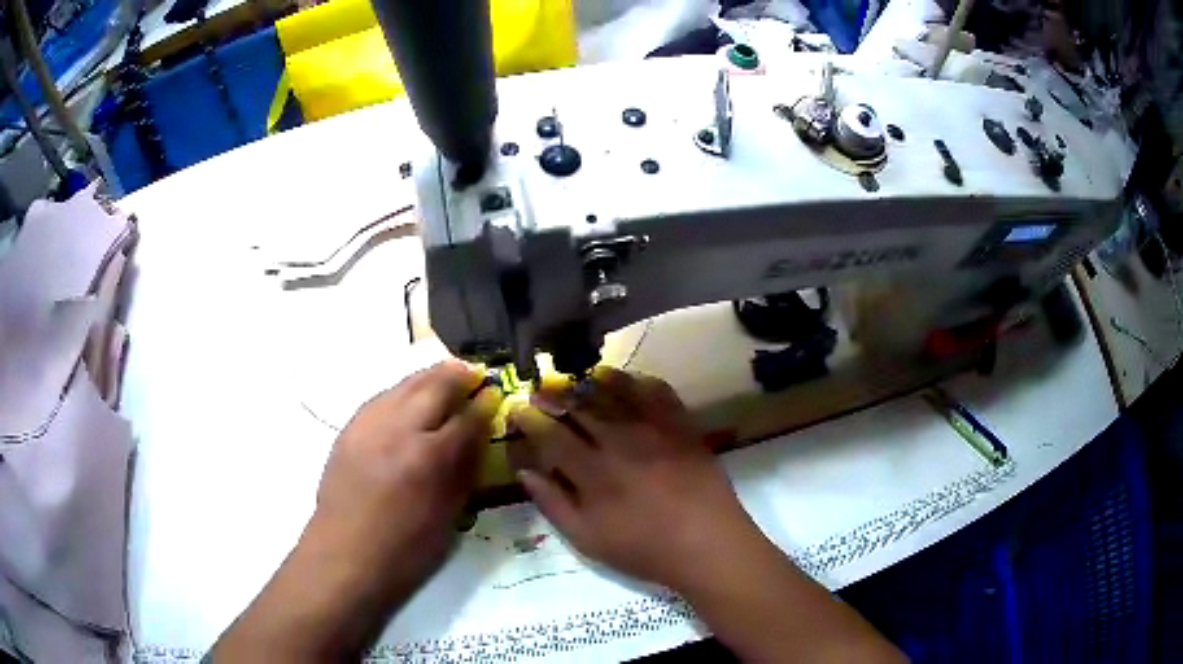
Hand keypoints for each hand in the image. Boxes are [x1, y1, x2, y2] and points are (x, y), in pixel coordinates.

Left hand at [311, 361, 501, 589]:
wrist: (346, 555)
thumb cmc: (406, 550)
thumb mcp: (449, 515)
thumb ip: (465, 469)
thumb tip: (480, 436)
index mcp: (428, 458)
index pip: (466, 418)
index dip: (484, 404)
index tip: (495, 394)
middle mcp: (398, 430)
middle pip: (434, 386)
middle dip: (459, 376)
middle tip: (475, 375)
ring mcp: (369, 425)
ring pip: (405, 384)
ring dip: (430, 378)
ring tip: (447, 377)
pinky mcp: (349, 428)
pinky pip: (383, 397)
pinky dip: (403, 392)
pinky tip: (411, 400)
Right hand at [507, 368, 753, 589]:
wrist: (707, 543)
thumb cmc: (644, 549)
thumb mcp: (587, 539)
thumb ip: (553, 503)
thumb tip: (525, 471)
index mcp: (592, 470)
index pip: (550, 434)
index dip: (529, 419)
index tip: (517, 409)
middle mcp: (619, 440)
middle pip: (578, 407)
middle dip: (553, 396)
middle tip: (540, 391)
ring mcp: (653, 428)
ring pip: (614, 393)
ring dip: (589, 383)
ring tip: (576, 379)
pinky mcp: (681, 425)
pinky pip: (656, 391)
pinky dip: (637, 381)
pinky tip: (627, 380)